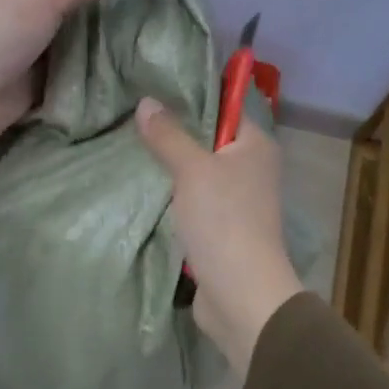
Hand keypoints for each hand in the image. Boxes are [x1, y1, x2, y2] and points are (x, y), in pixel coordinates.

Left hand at [0, 0, 164, 167]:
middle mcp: (47, 17)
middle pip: (102, 17)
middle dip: (137, 23)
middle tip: (191, 30)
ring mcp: (47, 58)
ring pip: (97, 55)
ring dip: (126, 60)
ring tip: (180, 61)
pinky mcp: (47, 95)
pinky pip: (86, 89)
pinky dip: (109, 90)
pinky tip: (148, 91)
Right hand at [135, 99, 304, 376]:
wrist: (240, 294)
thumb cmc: (223, 220)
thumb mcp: (192, 170)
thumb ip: (168, 135)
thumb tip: (146, 102)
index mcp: (256, 146)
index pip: (225, 108)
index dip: (192, 99)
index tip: (154, 93)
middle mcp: (252, 168)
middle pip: (208, 141)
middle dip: (174, 135)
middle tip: (134, 123)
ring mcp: (239, 201)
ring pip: (198, 173)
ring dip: (171, 169)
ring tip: (132, 151)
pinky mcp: (222, 228)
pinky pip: (194, 201)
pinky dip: (173, 197)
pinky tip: (144, 188)